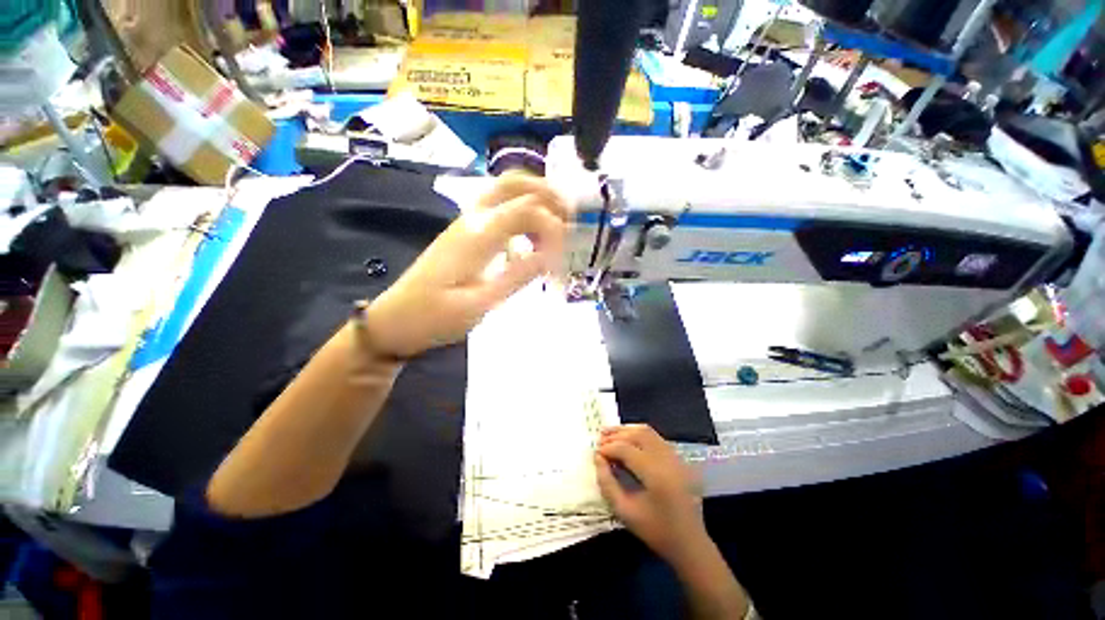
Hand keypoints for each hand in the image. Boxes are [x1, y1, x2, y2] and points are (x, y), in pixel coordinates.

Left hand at [363, 176, 569, 358]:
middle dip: (547, 193)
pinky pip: (497, 208)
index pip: (527, 211)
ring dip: (534, 198)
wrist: (395, 319)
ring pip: (503, 190)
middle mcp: (472, 219)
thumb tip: (552, 256)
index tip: (561, 260)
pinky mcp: (464, 233)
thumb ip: (517, 276)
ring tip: (556, 224)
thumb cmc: (435, 317)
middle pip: (513, 183)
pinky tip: (529, 238)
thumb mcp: (480, 304)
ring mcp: (465, 223)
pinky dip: (521, 213)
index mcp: (477, 235)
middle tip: (569, 216)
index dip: (553, 229)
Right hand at [594, 425, 708, 566]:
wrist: (690, 543)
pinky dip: (639, 435)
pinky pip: (656, 438)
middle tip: (600, 439)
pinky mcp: (680, 458)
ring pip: (648, 432)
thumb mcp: (624, 511)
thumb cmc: (655, 531)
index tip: (596, 453)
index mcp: (656, 475)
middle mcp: (668, 460)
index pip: (627, 450)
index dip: (609, 448)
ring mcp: (676, 457)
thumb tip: (597, 457)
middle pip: (638, 434)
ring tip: (610, 434)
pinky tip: (628, 441)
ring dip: (627, 431)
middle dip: (617, 434)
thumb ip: (607, 483)